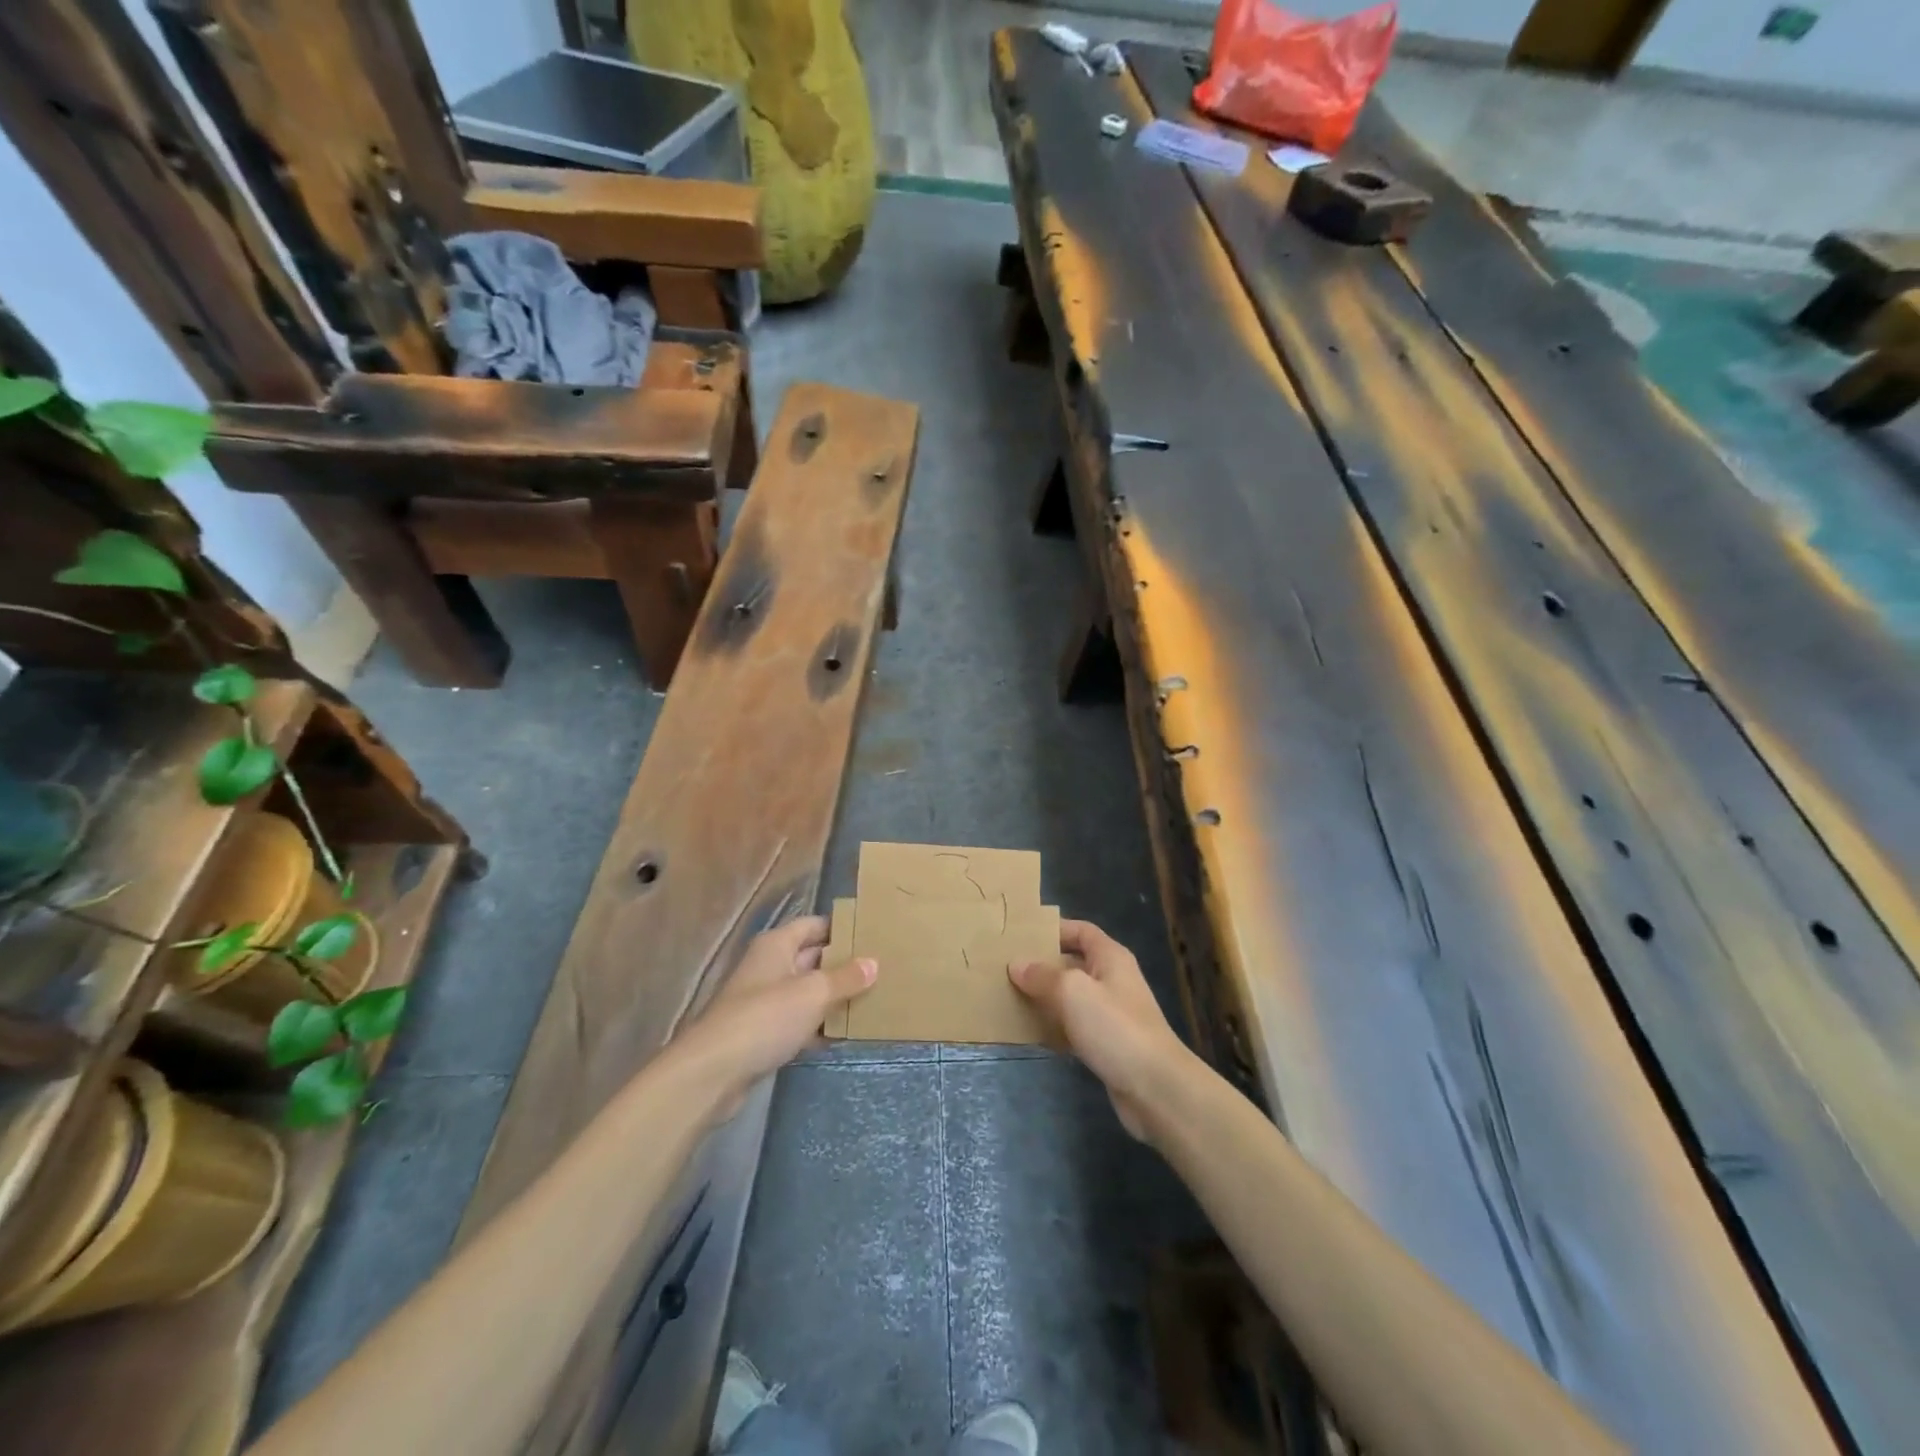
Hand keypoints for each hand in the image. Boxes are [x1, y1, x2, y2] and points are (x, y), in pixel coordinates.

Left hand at [665, 915, 875, 1123]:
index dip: (842, 927)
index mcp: (777, 945)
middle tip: (881, 969)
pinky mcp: (763, 1032)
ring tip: (872, 999)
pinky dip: (819, 1026)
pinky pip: (799, 1021)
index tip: (873, 935)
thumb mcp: (813, 993)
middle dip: (843, 964)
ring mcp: (764, 1000)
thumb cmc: (765, 1017)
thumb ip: (845, 978)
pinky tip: (845, 1034)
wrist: (713, 1071)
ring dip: (833, 997)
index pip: (815, 925)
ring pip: (807, 992)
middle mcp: (769, 966)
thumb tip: (873, 963)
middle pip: (812, 958)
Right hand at [1010, 919, 1193, 1141]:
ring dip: (1045, 998)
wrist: (1155, 1088)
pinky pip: (1074, 1027)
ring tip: (1010, 997)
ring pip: (1071, 998)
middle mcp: (1112, 980)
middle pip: (1073, 964)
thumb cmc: (1115, 1027)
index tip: (1021, 936)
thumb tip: (1017, 964)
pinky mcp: (1107, 1044)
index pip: (1080, 931)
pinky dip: (1054, 1028)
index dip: (1053, 930)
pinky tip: (1030, 1033)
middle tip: (1007, 968)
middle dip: (1042, 966)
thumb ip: (1042, 976)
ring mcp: (1111, 1014)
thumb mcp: (1073, 992)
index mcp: (1110, 958)